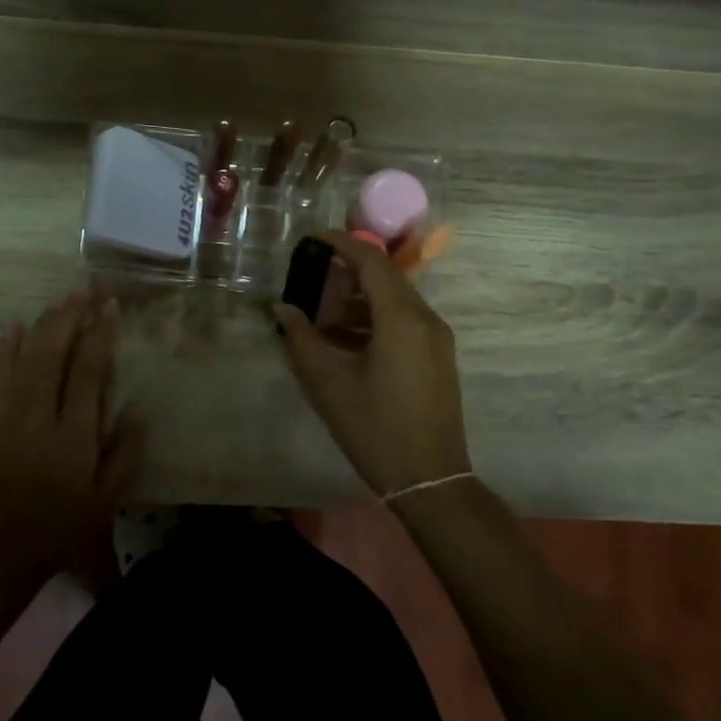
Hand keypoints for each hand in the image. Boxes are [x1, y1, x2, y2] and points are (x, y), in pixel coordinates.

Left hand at [0, 292, 146, 588]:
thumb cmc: (61, 530)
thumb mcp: (105, 501)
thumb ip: (124, 453)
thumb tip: (138, 407)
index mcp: (72, 435)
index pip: (87, 371)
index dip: (100, 334)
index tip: (111, 306)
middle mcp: (39, 417)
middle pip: (53, 353)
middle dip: (70, 316)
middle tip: (86, 288)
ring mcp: (11, 417)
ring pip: (27, 357)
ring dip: (44, 324)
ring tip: (62, 299)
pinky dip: (6, 349)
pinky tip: (13, 326)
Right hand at [276, 232, 471, 497]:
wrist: (432, 480)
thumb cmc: (376, 430)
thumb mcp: (330, 385)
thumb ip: (303, 340)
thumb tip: (283, 309)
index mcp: (402, 318)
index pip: (371, 261)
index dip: (341, 243)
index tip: (312, 239)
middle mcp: (425, 319)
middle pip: (385, 277)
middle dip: (347, 270)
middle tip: (311, 273)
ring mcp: (436, 339)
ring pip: (394, 300)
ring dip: (358, 298)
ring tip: (320, 312)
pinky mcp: (437, 357)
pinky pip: (403, 321)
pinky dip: (373, 319)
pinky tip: (344, 339)